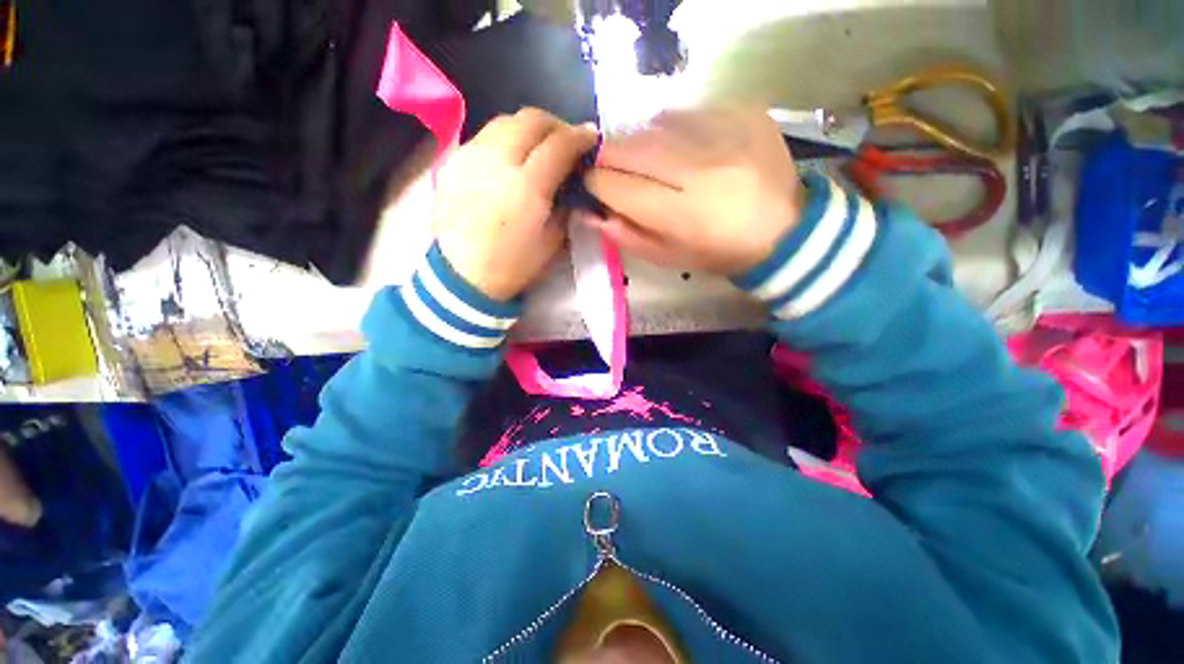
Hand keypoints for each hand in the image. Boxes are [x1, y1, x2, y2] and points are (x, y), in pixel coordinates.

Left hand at [434, 108, 597, 300]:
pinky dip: (504, 139)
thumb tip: (572, 184)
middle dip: (555, 124)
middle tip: (566, 140)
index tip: (591, 138)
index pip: (559, 145)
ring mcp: (470, 157)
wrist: (461, 277)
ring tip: (538, 147)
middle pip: (530, 119)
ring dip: (528, 128)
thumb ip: (565, 207)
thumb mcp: (551, 243)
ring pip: (504, 121)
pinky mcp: (452, 162)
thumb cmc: (512, 267)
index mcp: (527, 187)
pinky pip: (484, 137)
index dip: (580, 137)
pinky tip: (509, 159)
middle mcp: (497, 161)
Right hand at [584, 108, 803, 274]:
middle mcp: (700, 170)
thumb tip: (589, 211)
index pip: (617, 187)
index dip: (595, 183)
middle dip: (609, 156)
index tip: (592, 185)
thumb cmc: (718, 252)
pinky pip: (689, 113)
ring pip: (655, 125)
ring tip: (650, 162)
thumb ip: (626, 236)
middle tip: (611, 167)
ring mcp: (725, 135)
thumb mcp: (669, 257)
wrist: (784, 229)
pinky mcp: (744, 113)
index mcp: (681, 215)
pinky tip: (684, 149)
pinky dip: (673, 130)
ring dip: (640, 143)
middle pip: (631, 148)